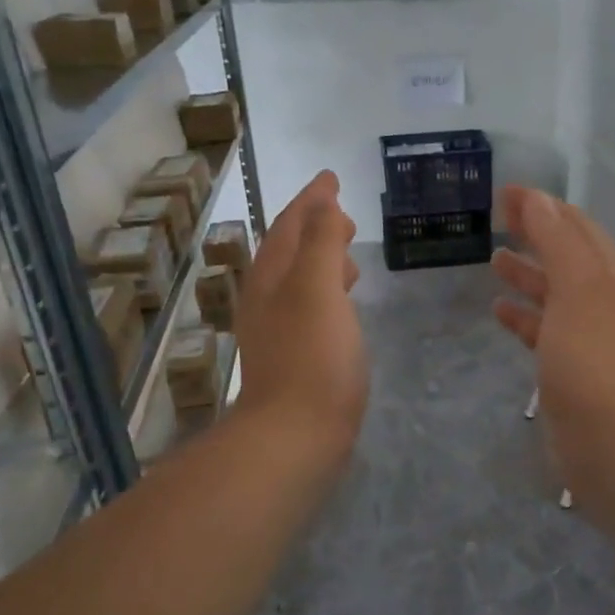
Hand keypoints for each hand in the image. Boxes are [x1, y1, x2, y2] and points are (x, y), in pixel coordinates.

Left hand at [235, 171, 366, 461]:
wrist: (296, 435)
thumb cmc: (313, 357)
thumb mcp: (318, 288)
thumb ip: (321, 242)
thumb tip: (323, 203)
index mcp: (271, 277)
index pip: (291, 224)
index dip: (312, 199)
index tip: (332, 178)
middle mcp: (267, 299)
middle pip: (290, 250)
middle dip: (315, 227)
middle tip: (344, 215)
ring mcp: (277, 330)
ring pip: (298, 280)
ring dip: (321, 260)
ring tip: (348, 255)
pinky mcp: (293, 357)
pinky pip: (308, 307)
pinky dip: (326, 292)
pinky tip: (342, 306)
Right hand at [491, 186, 614, 490]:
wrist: (611, 440)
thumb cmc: (593, 356)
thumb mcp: (576, 287)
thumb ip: (556, 241)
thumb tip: (536, 197)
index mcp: (608, 276)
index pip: (576, 226)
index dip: (544, 206)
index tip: (506, 192)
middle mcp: (601, 300)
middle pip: (565, 256)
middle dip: (536, 233)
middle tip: (498, 217)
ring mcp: (585, 336)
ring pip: (553, 293)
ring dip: (527, 273)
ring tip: (494, 258)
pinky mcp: (567, 369)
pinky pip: (542, 330)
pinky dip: (522, 316)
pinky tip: (498, 310)